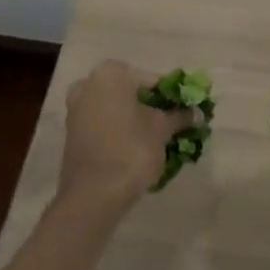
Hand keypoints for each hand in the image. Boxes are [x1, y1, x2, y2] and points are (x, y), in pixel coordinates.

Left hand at [57, 60, 192, 212]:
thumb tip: (198, 112)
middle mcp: (89, 83)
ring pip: (114, 109)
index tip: (183, 111)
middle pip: (129, 93)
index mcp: (111, 73)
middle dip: (149, 107)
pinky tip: (134, 149)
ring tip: (154, 140)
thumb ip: (179, 117)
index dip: (170, 97)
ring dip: (133, 120)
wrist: (92, 196)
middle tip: (170, 125)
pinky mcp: (72, 134)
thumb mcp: (161, 131)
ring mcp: (76, 108)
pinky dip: (118, 132)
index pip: (150, 80)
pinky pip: (102, 125)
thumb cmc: (130, 150)